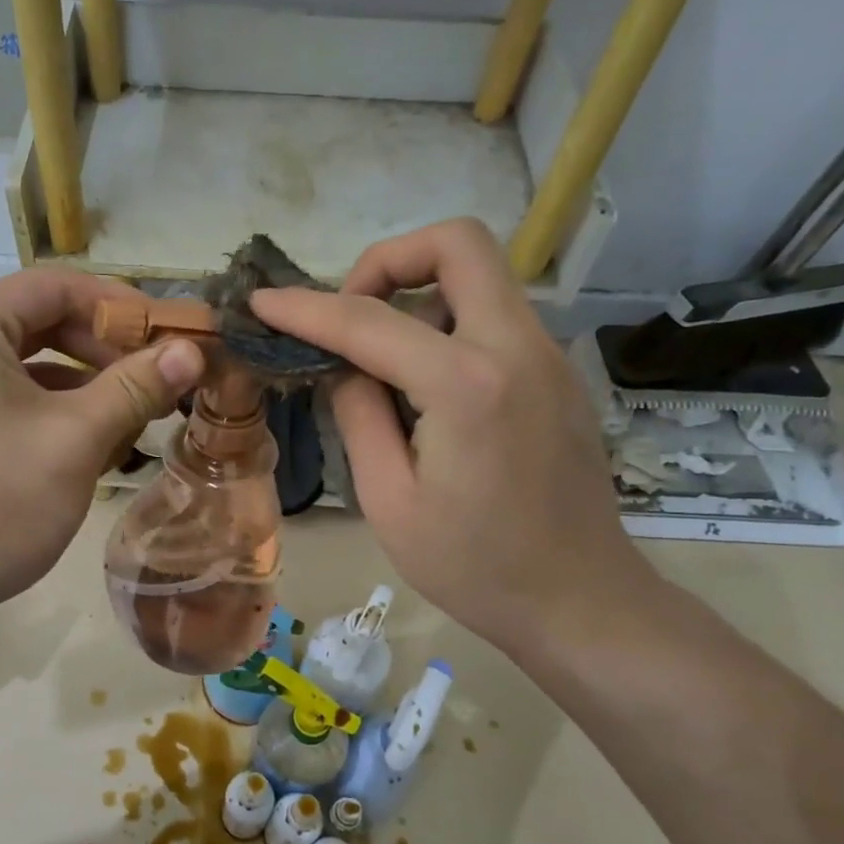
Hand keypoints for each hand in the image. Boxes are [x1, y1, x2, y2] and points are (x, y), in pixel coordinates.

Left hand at [0, 268, 204, 626]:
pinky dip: (50, 407)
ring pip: (24, 361)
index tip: (167, 334)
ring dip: (82, 381)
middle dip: (103, 348)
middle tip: (156, 377)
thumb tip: (194, 351)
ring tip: (134, 412)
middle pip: (38, 320)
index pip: (53, 286)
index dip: (119, 305)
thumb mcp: (78, 437)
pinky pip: (3, 394)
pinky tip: (91, 440)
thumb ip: (137, 385)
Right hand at [251, 219, 657, 655]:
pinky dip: (447, 323)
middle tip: (350, 313)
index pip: (368, 321)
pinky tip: (424, 387)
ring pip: (478, 274)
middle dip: (387, 260)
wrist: (581, 601)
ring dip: (418, 293)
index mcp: (466, 385)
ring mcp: (547, 354)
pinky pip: (494, 314)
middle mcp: (516, 347)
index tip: (263, 302)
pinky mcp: (556, 372)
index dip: (304, 307)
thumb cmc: (475, 567)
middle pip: (457, 242)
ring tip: (382, 362)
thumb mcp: (388, 501)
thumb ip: (358, 415)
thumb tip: (344, 366)